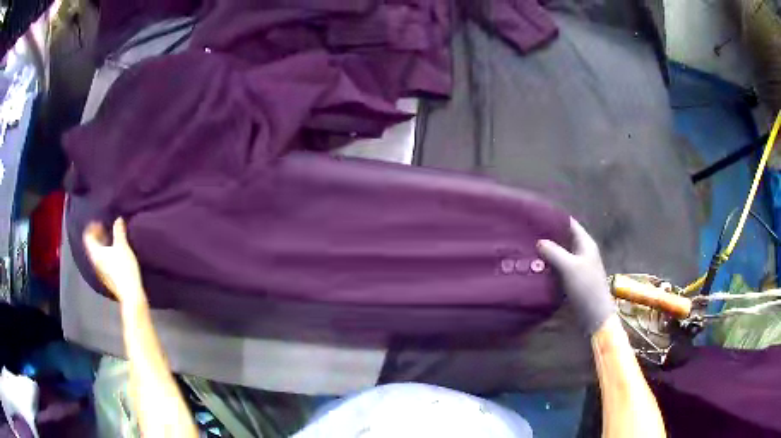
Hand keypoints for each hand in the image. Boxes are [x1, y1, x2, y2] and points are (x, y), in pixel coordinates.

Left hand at [83, 218, 145, 307]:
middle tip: (105, 230)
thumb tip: (118, 219)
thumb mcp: (123, 246)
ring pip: (97, 255)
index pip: (87, 236)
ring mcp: (100, 272)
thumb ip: (119, 231)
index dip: (92, 227)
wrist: (130, 294)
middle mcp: (95, 262)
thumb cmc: (124, 268)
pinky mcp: (107, 279)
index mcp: (95, 253)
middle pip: (91, 246)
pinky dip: (106, 255)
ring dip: (102, 246)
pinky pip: (102, 262)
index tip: (101, 223)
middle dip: (97, 236)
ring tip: (111, 242)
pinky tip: (115, 256)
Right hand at [537, 218, 615, 334]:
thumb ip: (554, 252)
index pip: (569, 224)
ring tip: (528, 249)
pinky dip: (550, 265)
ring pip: (561, 254)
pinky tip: (537, 267)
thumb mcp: (569, 267)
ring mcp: (579, 266)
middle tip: (528, 234)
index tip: (537, 217)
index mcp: (586, 243)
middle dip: (549, 236)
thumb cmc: (586, 287)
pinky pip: (559, 267)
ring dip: (548, 252)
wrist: (594, 315)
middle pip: (564, 238)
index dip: (555, 219)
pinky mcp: (573, 279)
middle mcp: (583, 252)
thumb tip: (539, 241)